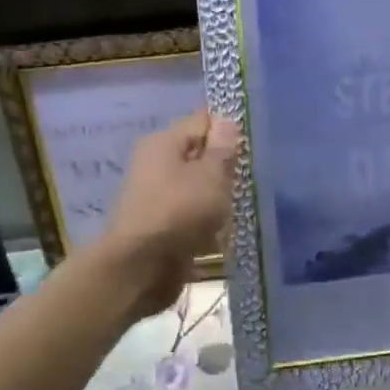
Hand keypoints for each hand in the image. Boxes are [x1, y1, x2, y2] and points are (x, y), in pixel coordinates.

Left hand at [97, 111, 240, 316]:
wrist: (141, 269)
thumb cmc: (179, 212)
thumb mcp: (210, 175)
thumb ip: (222, 148)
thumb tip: (226, 120)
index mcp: (163, 143)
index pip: (201, 122)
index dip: (227, 132)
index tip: (248, 152)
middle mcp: (155, 165)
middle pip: (199, 157)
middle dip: (224, 170)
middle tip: (246, 183)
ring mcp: (156, 197)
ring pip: (198, 189)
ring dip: (217, 200)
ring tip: (235, 212)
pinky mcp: (161, 226)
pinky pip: (191, 216)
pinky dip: (206, 223)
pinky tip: (221, 235)